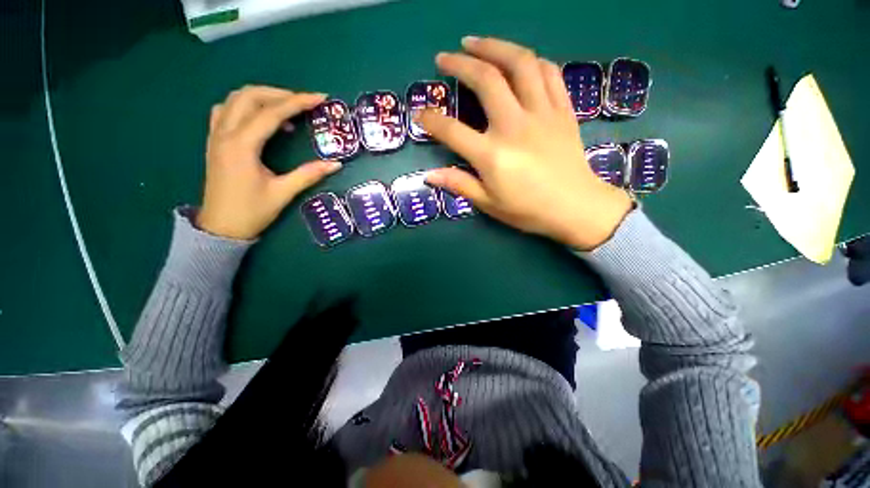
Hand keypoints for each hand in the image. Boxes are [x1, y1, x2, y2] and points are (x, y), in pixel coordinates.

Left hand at [197, 86, 340, 239]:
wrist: (220, 227)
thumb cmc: (251, 212)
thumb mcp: (283, 193)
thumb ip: (308, 175)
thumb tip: (335, 164)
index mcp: (241, 146)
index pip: (271, 113)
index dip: (297, 102)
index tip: (319, 98)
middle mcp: (225, 134)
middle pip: (249, 96)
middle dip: (280, 94)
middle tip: (304, 103)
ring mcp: (216, 135)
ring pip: (235, 99)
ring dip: (262, 97)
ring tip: (285, 108)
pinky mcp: (215, 141)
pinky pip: (226, 110)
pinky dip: (246, 106)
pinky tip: (261, 118)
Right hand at [420, 37, 632, 249]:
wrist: (576, 207)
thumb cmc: (528, 210)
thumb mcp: (488, 203)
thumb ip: (459, 184)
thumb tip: (429, 176)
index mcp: (492, 155)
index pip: (452, 131)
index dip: (431, 120)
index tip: (420, 113)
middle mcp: (515, 126)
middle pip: (486, 80)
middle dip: (460, 63)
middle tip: (445, 57)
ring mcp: (542, 113)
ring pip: (520, 63)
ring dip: (495, 46)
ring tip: (476, 43)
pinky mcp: (562, 110)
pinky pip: (549, 72)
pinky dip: (531, 61)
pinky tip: (518, 60)